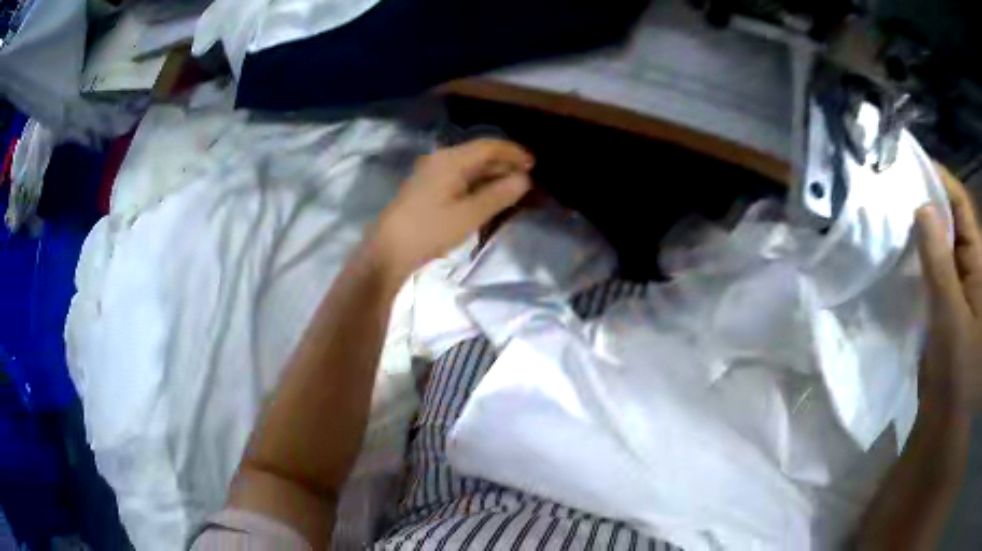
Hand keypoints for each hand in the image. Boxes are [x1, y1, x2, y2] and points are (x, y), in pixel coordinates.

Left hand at [373, 139, 533, 276]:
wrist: (388, 250)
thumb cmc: (430, 230)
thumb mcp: (470, 214)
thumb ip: (499, 195)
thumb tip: (524, 179)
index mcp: (451, 160)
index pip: (488, 146)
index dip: (513, 152)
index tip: (534, 164)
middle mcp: (441, 160)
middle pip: (478, 154)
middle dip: (504, 163)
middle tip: (527, 177)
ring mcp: (432, 174)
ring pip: (469, 167)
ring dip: (492, 174)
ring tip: (513, 187)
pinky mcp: (428, 188)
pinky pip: (459, 177)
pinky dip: (478, 183)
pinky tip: (488, 196)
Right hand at [916, 165, 981, 411]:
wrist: (946, 426)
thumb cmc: (958, 374)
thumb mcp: (952, 320)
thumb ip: (940, 264)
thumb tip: (922, 208)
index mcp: (977, 264)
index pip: (961, 206)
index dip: (941, 180)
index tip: (911, 164)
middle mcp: (968, 268)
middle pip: (950, 221)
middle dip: (927, 201)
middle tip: (895, 189)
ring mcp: (955, 288)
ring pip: (939, 246)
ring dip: (919, 231)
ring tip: (891, 217)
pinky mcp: (943, 307)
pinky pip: (930, 272)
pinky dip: (916, 261)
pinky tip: (898, 257)